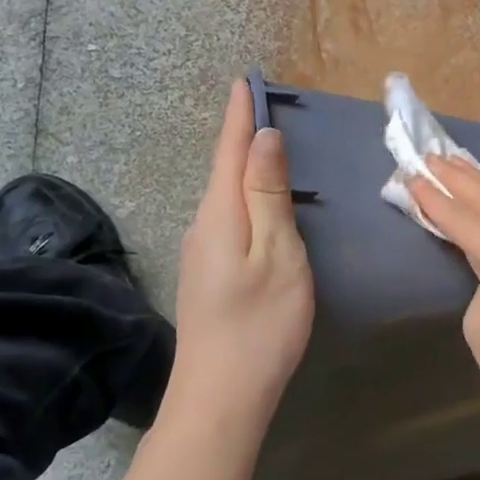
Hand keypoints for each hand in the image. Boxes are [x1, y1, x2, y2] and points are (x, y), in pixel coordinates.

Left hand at [170, 80, 314, 425]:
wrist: (221, 398)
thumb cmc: (261, 323)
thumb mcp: (277, 252)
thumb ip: (268, 193)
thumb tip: (262, 138)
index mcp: (220, 213)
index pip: (230, 150)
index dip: (239, 115)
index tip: (244, 81)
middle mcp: (203, 225)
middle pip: (223, 169)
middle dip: (240, 134)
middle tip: (261, 105)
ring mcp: (202, 253)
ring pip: (224, 195)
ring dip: (242, 165)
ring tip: (264, 144)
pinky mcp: (208, 274)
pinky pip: (227, 217)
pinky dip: (244, 195)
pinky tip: (258, 203)